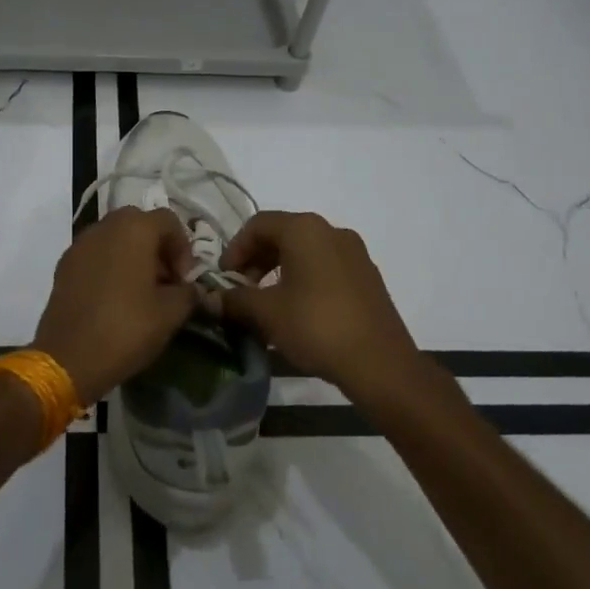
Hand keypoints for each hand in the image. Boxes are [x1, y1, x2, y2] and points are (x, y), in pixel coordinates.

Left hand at [31, 207, 198, 404]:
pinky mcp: (64, 265)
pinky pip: (95, 254)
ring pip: (115, 237)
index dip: (183, 248)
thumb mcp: (170, 314)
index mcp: (134, 229)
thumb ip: (188, 293)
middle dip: (157, 248)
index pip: (168, 221)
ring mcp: (80, 244)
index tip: (183, 279)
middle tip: (165, 281)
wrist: (68, 358)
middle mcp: (105, 226)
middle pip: (140, 224)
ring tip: (141, 291)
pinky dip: (110, 265)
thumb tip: (192, 289)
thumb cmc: (126, 328)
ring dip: (133, 255)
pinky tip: (115, 298)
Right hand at [217, 211, 425, 403]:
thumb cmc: (316, 326)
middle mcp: (331, 231)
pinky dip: (303, 279)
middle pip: (282, 234)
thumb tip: (209, 299)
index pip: (258, 224)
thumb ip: (234, 300)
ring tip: (266, 303)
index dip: (235, 248)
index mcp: (305, 229)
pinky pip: (325, 267)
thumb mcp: (266, 313)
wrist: (380, 363)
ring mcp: (355, 253)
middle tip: (242, 290)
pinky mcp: (367, 277)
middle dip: (256, 260)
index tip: (224, 277)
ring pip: (305, 252)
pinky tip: (296, 311)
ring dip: (278, 271)